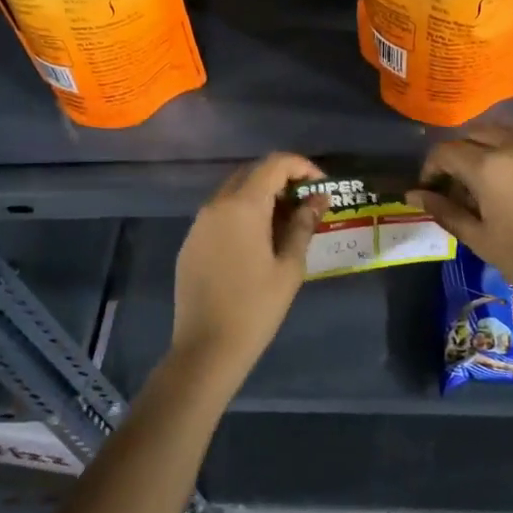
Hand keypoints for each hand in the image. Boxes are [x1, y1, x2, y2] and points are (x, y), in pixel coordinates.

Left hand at [171, 154, 326, 384]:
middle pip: (252, 173)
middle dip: (282, 180)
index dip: (302, 167)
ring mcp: (199, 223)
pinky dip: (242, 215)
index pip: (274, 164)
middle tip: (306, 203)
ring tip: (286, 223)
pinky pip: (219, 214)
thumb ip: (304, 225)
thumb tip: (318, 199)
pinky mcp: (190, 242)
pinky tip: (257, 241)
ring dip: (261, 197)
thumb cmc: (256, 307)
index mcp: (242, 206)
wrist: (206, 347)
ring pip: (233, 193)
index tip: (321, 186)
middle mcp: (216, 205)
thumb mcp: (289, 266)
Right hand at [408, 125, 512, 324]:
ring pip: (507, 131)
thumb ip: (444, 210)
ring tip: (491, 176)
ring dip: (490, 146)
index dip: (432, 168)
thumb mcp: (479, 239)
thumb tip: (414, 194)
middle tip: (459, 182)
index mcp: (489, 166)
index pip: (446, 151)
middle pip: (475, 133)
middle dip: (460, 153)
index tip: (432, 188)